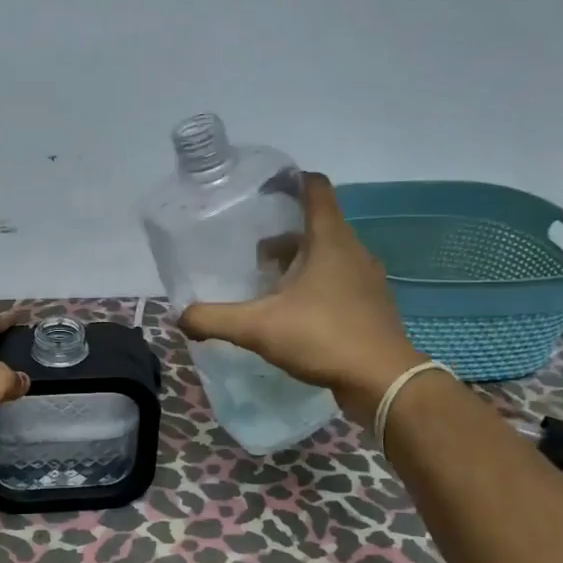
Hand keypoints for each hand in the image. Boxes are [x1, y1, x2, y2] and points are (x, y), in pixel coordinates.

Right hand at [181, 173, 422, 420]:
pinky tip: (294, 313)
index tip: (262, 190)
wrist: (382, 381)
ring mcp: (367, 279)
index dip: (290, 181)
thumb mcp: (258, 327)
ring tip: (268, 285)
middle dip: (283, 233)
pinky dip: (315, 285)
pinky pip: (339, 281)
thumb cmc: (323, 337)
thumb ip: (214, 319)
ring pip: (328, 255)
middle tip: (253, 252)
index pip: (316, 188)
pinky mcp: (371, 305)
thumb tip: (180, 316)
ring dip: (299, 262)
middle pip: (317, 225)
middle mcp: (353, 251)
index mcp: (330, 240)